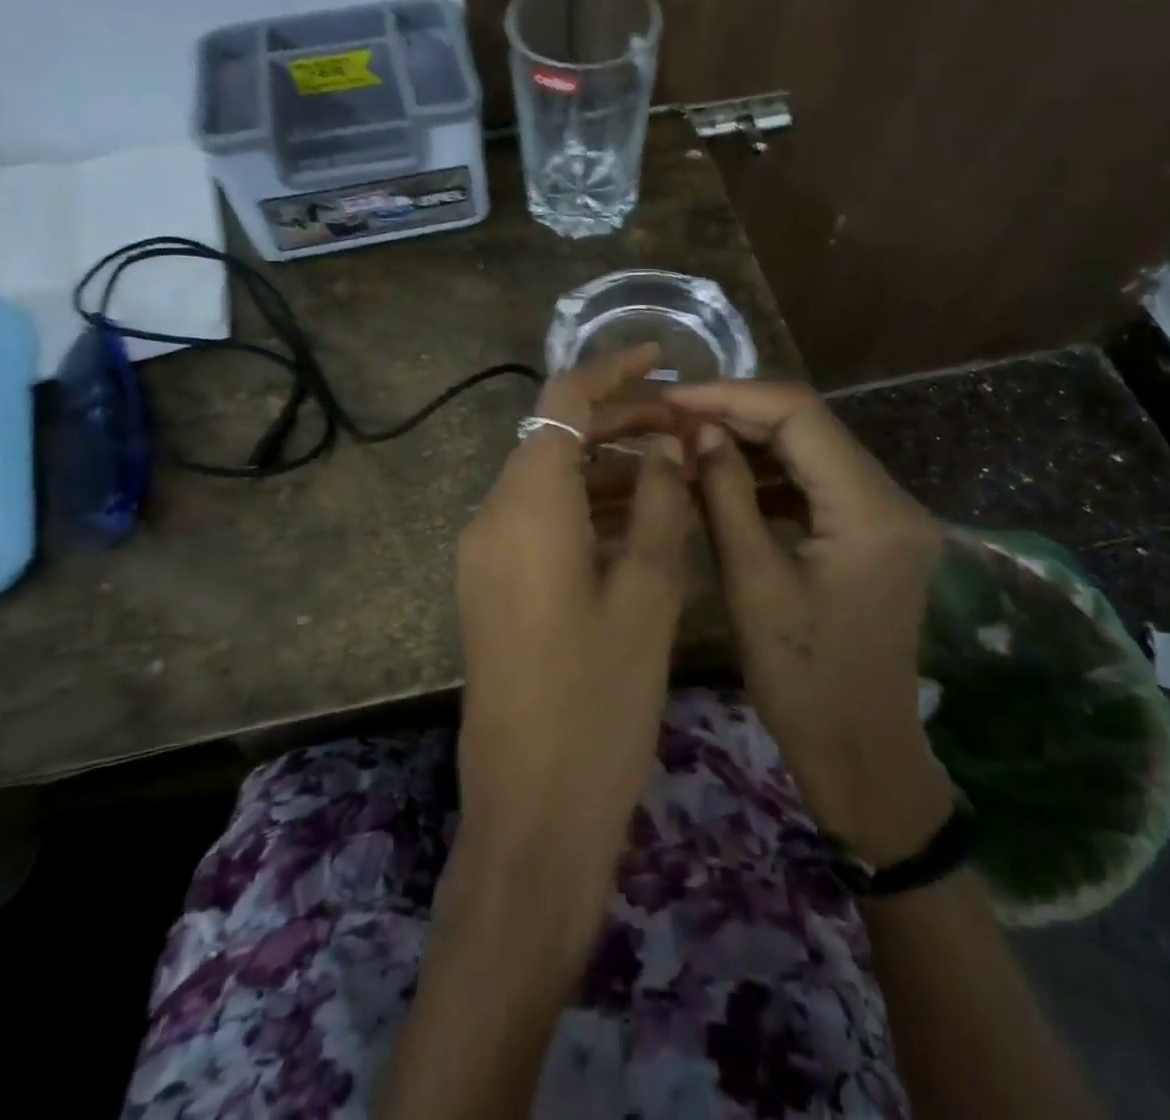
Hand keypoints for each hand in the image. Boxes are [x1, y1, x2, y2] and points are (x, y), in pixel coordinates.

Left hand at [455, 345, 694, 899]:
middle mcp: (491, 517)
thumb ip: (656, 504)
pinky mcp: (490, 587)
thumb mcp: (647, 594)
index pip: (562, 401)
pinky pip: (537, 521)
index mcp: (526, 506)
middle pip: (552, 437)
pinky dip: (584, 507)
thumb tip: (667, 444)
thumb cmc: (600, 702)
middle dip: (617, 420)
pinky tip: (636, 521)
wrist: (532, 811)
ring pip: (546, 480)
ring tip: (673, 469)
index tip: (661, 357)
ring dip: (604, 466)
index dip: (611, 370)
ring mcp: (484, 554)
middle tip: (685, 425)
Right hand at [665, 380, 953, 863]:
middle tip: (672, 417)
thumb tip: (699, 431)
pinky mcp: (875, 534)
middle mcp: (892, 499)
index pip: (800, 415)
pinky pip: (819, 483)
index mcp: (870, 510)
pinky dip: (771, 474)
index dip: (731, 396)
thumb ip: (726, 495)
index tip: (672, 398)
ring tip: (689, 440)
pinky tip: (726, 476)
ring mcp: (888, 516)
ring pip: (813, 450)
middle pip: (810, 426)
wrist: (861, 755)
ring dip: (752, 441)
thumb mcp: (752, 583)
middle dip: (738, 413)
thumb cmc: (802, 681)